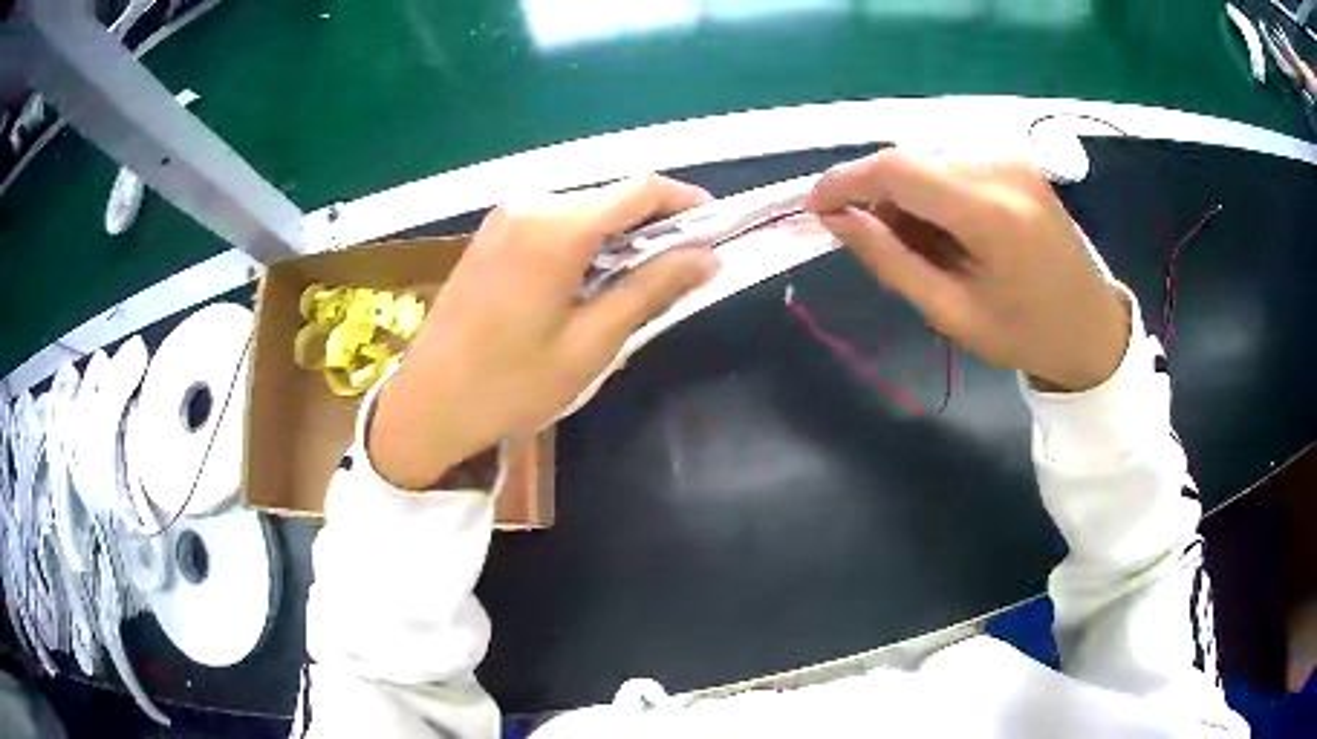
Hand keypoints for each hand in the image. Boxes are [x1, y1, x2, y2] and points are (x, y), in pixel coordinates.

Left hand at [370, 174, 717, 488]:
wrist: (428, 403)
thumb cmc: (512, 383)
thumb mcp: (592, 343)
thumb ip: (652, 289)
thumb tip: (707, 257)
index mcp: (558, 227)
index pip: (642, 189)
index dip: (687, 203)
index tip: (716, 231)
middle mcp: (532, 205)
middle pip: (612, 196)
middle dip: (655, 224)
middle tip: (682, 269)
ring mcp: (506, 217)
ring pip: (584, 208)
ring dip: (620, 234)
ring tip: (640, 281)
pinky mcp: (492, 234)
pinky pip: (554, 222)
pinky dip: (585, 240)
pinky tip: (591, 280)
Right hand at [806, 148, 1129, 392]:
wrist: (1093, 327)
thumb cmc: (1025, 334)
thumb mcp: (952, 313)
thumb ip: (890, 261)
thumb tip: (836, 220)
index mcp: (989, 213)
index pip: (896, 169)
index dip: (844, 180)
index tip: (815, 207)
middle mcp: (1001, 168)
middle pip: (912, 165)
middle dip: (883, 201)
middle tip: (887, 249)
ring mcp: (1013, 160)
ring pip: (930, 164)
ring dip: (912, 200)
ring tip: (931, 250)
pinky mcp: (1018, 161)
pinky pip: (956, 166)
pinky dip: (938, 195)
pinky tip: (955, 232)